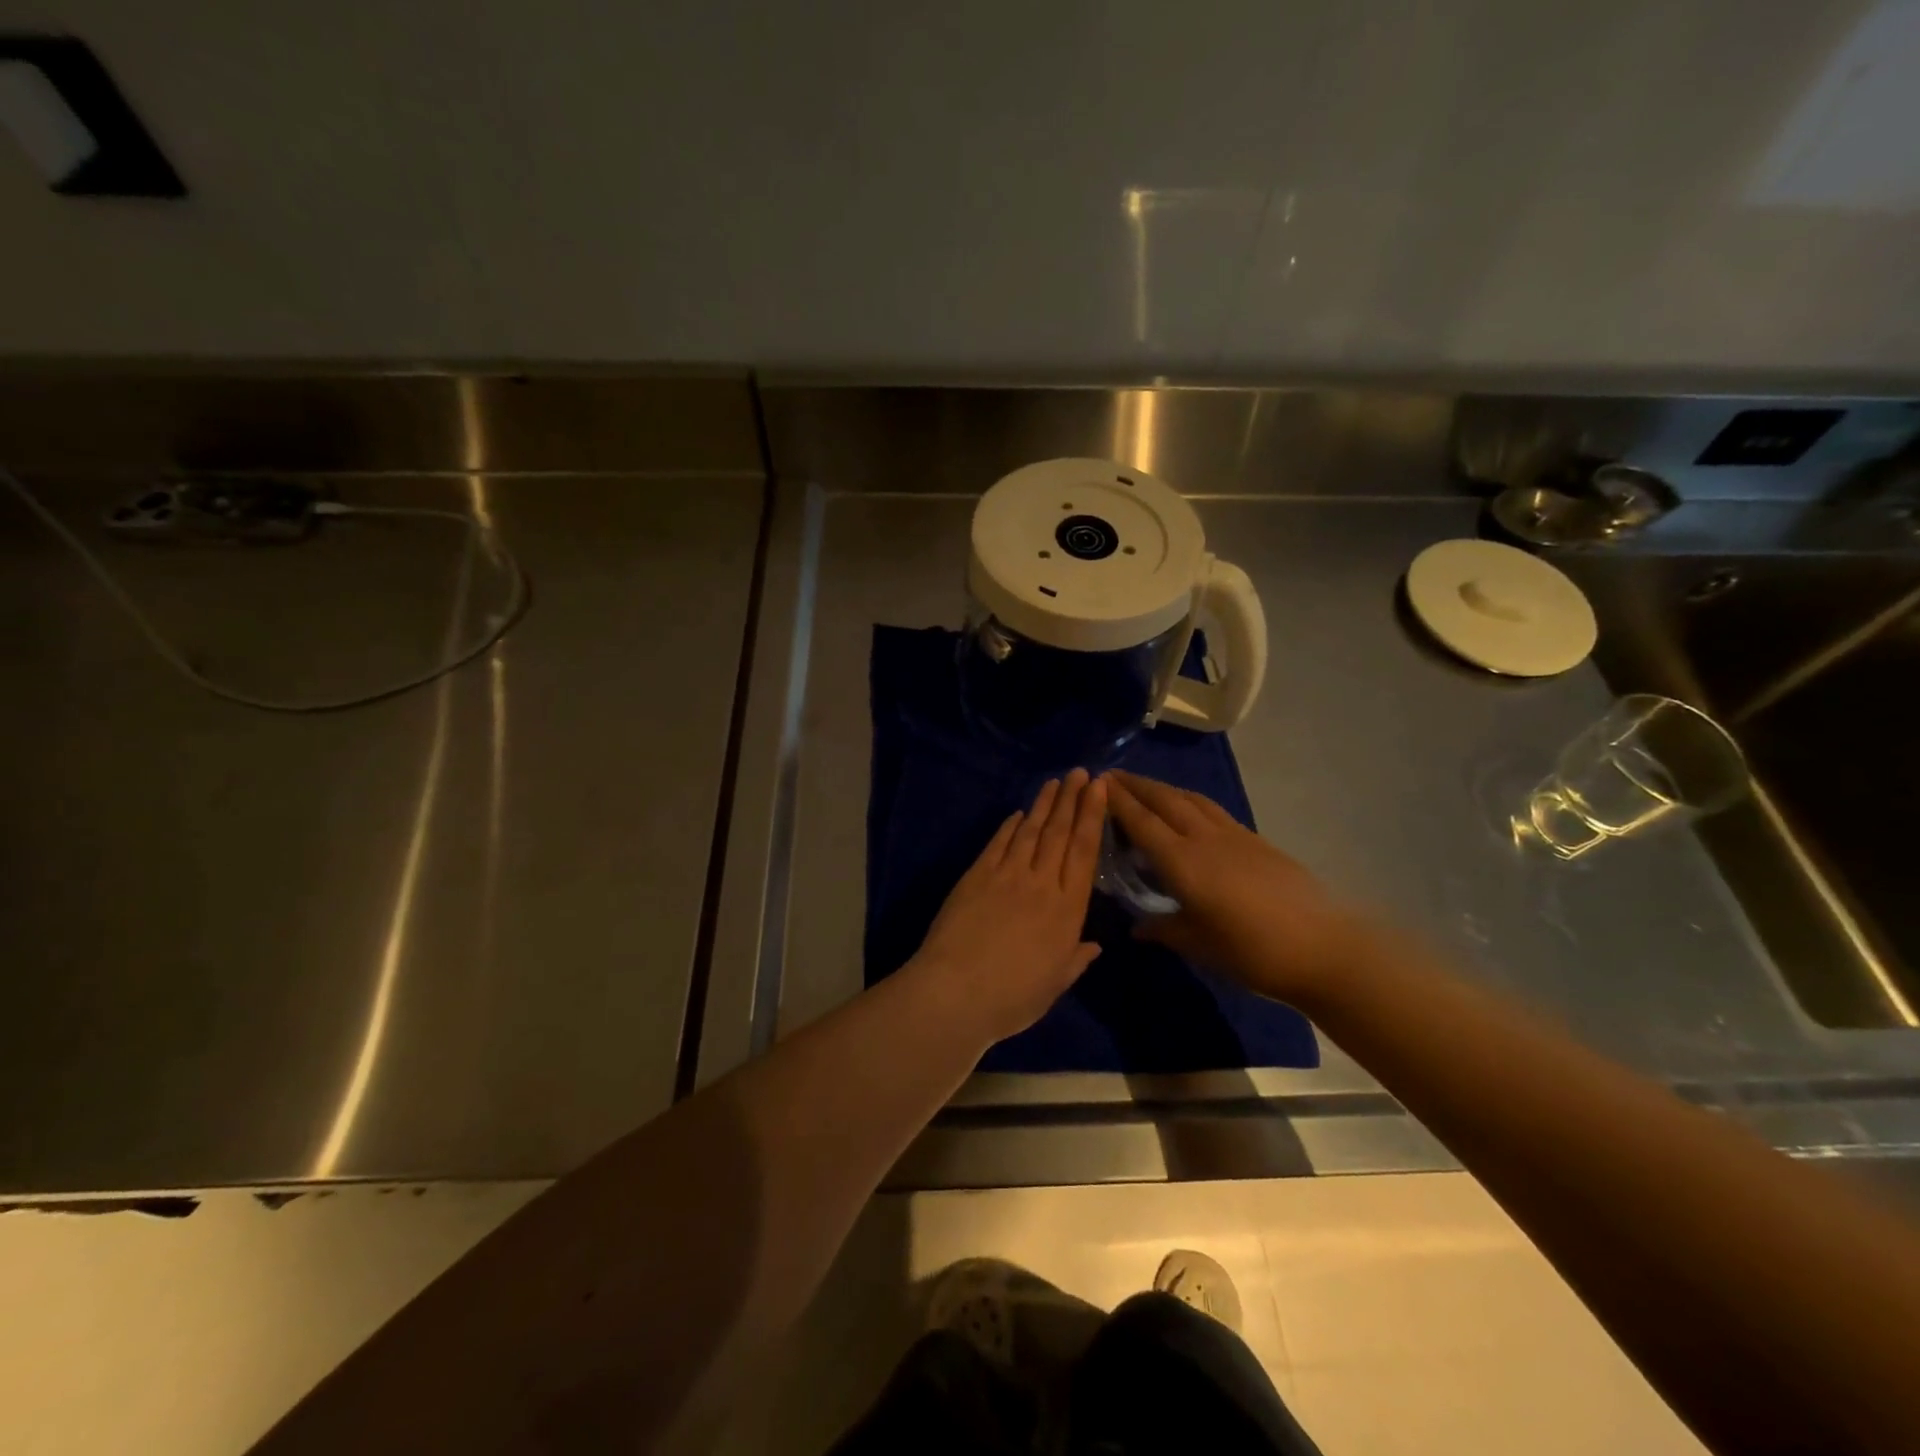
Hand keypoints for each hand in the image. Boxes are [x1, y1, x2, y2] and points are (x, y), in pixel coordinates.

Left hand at [911, 768, 1107, 1043]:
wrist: (956, 992)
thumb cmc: (1012, 997)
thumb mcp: (1054, 984)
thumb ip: (1075, 960)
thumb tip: (1094, 945)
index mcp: (1067, 909)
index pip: (1084, 851)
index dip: (1092, 816)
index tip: (1099, 788)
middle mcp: (1041, 883)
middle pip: (1060, 833)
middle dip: (1072, 799)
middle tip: (1080, 772)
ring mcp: (1006, 875)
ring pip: (1031, 831)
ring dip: (1044, 804)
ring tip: (1055, 782)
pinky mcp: (976, 875)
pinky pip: (998, 844)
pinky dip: (1010, 826)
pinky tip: (1018, 814)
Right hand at [1106, 770, 1367, 1005]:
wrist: (1323, 947)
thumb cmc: (1252, 952)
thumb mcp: (1199, 945)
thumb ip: (1164, 930)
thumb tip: (1137, 928)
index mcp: (1183, 862)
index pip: (1142, 822)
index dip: (1118, 801)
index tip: (1098, 784)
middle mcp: (1204, 839)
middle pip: (1164, 800)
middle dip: (1136, 785)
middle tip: (1112, 776)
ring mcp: (1233, 835)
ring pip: (1191, 799)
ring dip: (1163, 788)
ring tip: (1146, 787)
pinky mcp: (1255, 840)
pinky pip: (1212, 809)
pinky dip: (1190, 801)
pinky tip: (1189, 810)